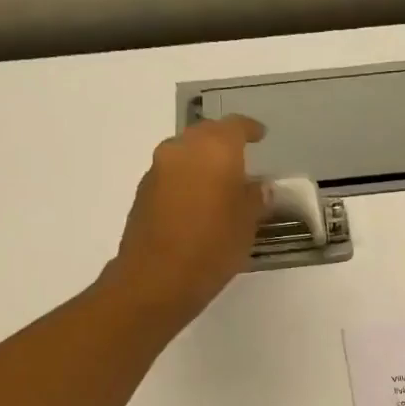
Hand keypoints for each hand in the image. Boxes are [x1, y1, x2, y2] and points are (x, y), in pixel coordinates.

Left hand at [107, 116, 267, 326]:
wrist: (157, 279)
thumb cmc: (212, 248)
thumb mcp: (247, 225)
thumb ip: (256, 198)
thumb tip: (260, 186)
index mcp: (214, 149)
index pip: (236, 126)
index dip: (251, 130)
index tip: (261, 136)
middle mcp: (182, 149)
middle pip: (206, 134)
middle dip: (224, 143)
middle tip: (241, 160)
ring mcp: (158, 169)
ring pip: (185, 153)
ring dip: (202, 162)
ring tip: (220, 185)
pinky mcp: (143, 192)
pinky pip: (171, 175)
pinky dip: (187, 181)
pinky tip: (198, 204)